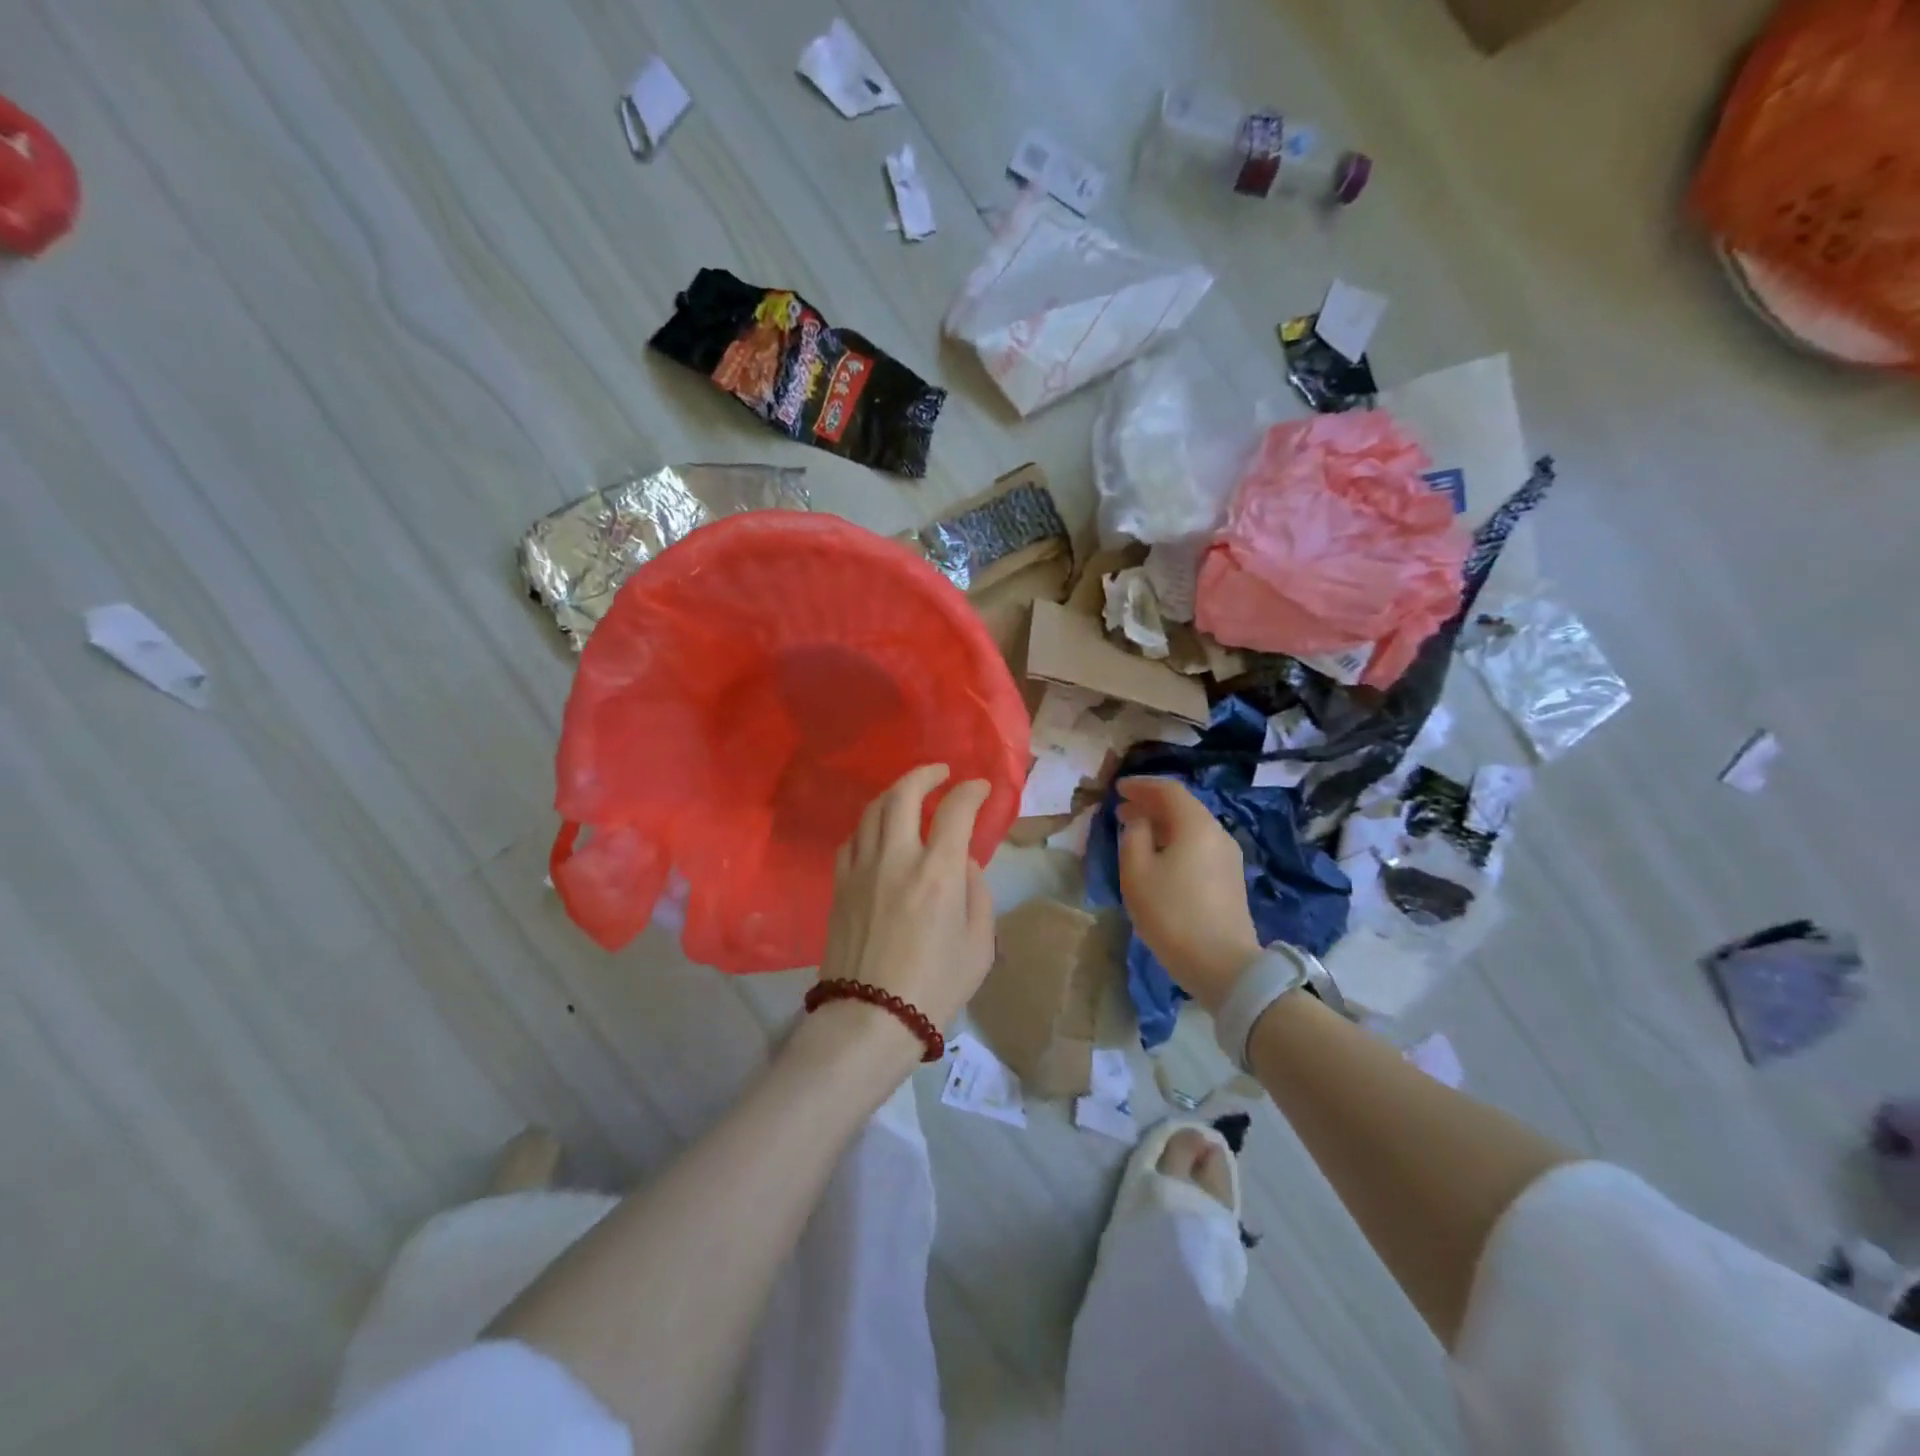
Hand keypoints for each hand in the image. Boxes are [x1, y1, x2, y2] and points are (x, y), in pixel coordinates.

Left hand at [819, 764, 996, 1038]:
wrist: (871, 1018)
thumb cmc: (935, 987)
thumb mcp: (979, 945)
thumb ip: (978, 893)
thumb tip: (964, 862)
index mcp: (939, 872)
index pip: (956, 810)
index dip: (972, 791)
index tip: (981, 788)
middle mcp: (897, 858)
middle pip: (904, 793)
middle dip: (926, 774)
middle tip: (941, 773)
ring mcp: (862, 869)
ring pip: (874, 810)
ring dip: (895, 793)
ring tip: (910, 795)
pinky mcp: (840, 885)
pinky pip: (852, 839)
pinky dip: (870, 826)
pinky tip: (879, 833)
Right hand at [1117, 777, 1259, 1012]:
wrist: (1223, 965)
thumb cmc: (1172, 914)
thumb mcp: (1137, 873)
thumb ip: (1133, 837)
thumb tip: (1139, 821)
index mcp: (1195, 825)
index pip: (1168, 790)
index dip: (1141, 785)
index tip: (1118, 789)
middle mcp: (1217, 833)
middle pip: (1183, 807)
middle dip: (1151, 804)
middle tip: (1122, 809)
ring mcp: (1228, 857)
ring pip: (1191, 827)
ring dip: (1162, 824)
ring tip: (1136, 832)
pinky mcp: (1229, 879)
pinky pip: (1199, 845)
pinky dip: (1176, 840)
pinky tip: (1159, 856)